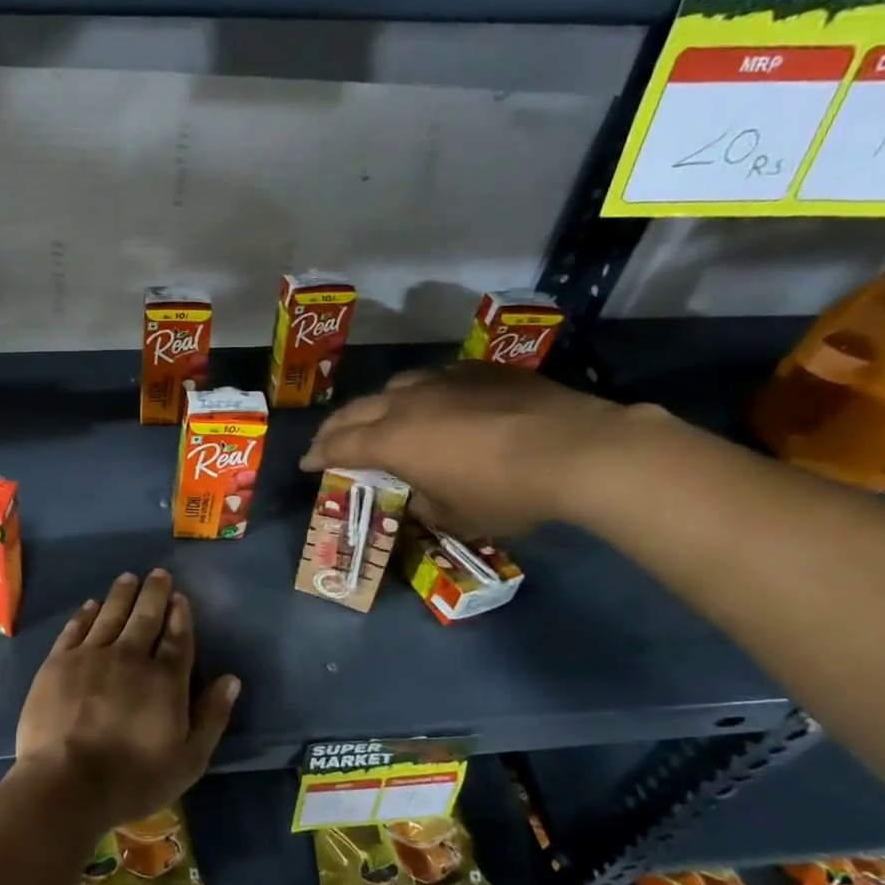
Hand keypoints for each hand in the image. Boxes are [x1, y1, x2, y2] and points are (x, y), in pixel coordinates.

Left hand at [14, 570, 239, 832]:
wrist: (66, 783)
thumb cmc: (133, 779)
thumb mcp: (188, 760)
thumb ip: (212, 717)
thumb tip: (231, 679)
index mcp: (165, 680)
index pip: (178, 637)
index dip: (180, 615)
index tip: (180, 597)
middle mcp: (130, 657)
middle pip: (145, 616)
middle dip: (154, 592)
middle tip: (158, 573)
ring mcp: (91, 656)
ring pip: (111, 614)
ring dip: (122, 594)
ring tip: (128, 578)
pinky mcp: (58, 662)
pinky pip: (76, 628)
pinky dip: (86, 614)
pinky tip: (91, 605)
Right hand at [299, 363, 626, 536]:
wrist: (579, 450)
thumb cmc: (507, 492)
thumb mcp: (457, 514)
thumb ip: (426, 502)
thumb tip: (420, 493)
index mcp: (393, 440)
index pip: (341, 446)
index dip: (318, 455)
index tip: (306, 463)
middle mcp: (408, 403)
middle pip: (357, 411)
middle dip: (335, 428)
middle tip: (326, 441)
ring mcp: (445, 381)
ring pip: (395, 387)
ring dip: (376, 405)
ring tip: (377, 417)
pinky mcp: (480, 371)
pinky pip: (436, 378)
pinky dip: (421, 393)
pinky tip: (434, 401)